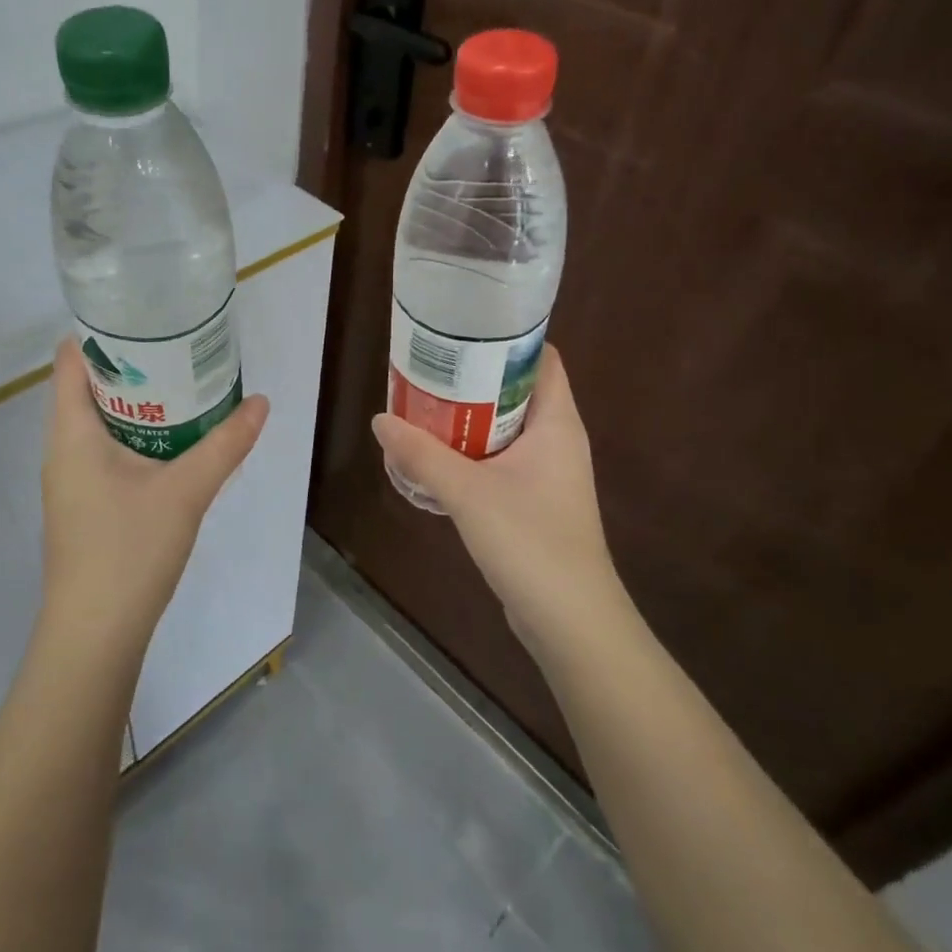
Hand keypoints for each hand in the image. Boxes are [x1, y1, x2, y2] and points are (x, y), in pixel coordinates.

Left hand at [39, 338, 268, 662]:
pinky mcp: (84, 503)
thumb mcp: (186, 491)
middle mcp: (63, 448)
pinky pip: (105, 450)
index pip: (70, 359)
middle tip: (178, 346)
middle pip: (88, 386)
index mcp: (72, 432)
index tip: (145, 316)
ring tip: (182, 383)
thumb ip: (225, 444)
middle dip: (132, 364)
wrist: (95, 634)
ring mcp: (70, 479)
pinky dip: (135, 433)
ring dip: (136, 401)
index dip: (101, 331)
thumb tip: (262, 402)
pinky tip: (172, 440)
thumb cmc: (129, 550)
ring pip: (99, 421)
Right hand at [372, 346, 627, 656]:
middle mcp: (557, 439)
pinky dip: (472, 450)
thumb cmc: (531, 542)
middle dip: (473, 376)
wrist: (570, 621)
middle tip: (428, 366)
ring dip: (468, 416)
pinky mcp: (535, 500)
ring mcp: (548, 472)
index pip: (541, 358)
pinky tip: (436, 455)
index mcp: (557, 422)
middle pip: (516, 389)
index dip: (506, 338)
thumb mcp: (468, 492)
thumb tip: (381, 420)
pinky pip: (501, 459)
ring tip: (423, 403)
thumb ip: (422, 455)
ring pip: (505, 426)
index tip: (462, 329)